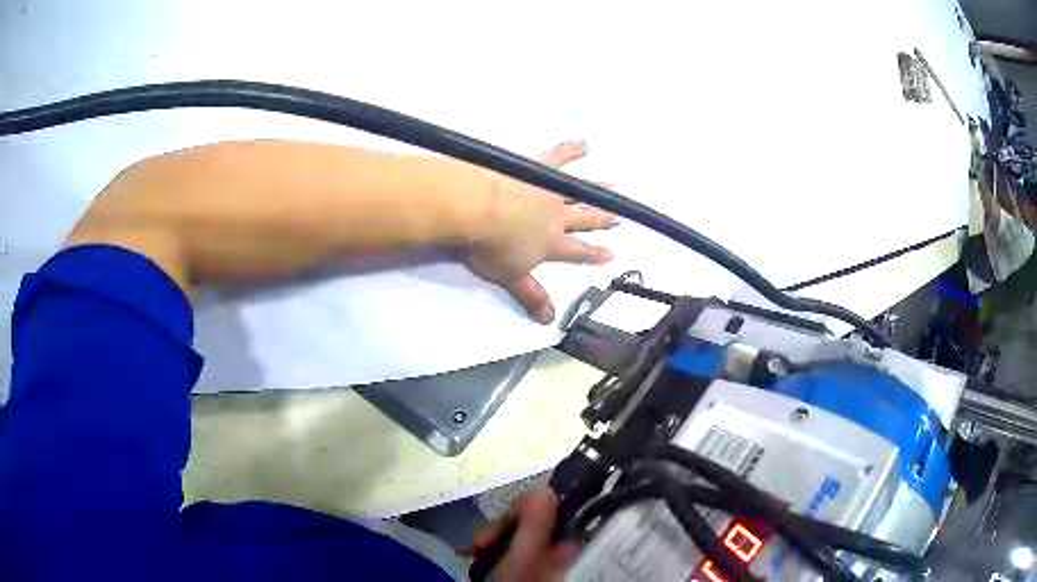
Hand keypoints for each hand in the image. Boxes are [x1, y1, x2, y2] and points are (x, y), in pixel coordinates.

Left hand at [465, 141, 615, 323]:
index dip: (594, 254)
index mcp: (551, 243)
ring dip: (597, 190)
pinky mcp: (535, 167)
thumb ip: (531, 295)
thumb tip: (548, 320)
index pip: (577, 251)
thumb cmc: (489, 244)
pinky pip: (558, 157)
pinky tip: (585, 144)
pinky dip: (572, 150)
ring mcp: (547, 190)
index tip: (610, 254)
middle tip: (619, 219)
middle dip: (603, 220)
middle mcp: (556, 215)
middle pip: (585, 218)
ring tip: (614, 187)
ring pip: (579, 191)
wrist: (476, 208)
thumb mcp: (510, 277)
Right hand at [465, 489, 578, 580]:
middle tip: (479, 544)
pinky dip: (492, 549)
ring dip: (492, 538)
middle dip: (501, 528)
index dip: (521, 512)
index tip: (498, 527)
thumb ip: (536, 523)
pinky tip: (474, 554)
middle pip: (531, 521)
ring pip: (518, 535)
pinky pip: (510, 548)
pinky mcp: (527, 567)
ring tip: (473, 551)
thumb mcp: (524, 556)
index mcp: (568, 543)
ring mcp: (543, 558)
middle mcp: (560, 548)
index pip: (549, 508)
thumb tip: (546, 489)